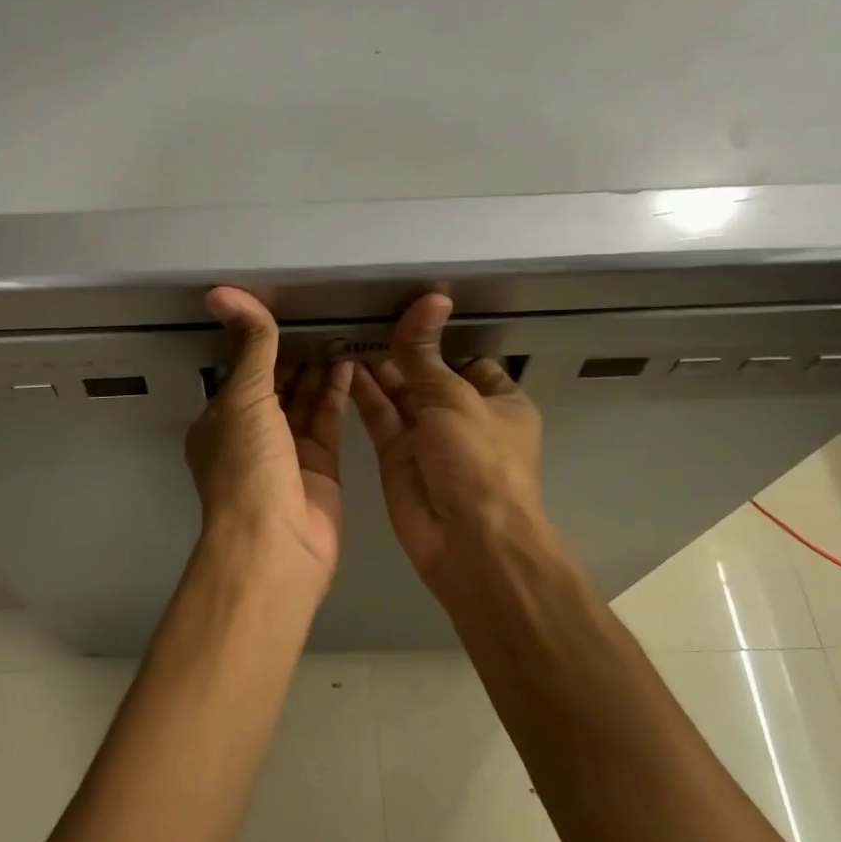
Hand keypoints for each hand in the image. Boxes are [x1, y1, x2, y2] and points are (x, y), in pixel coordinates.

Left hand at [187, 288, 352, 580]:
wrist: (275, 544)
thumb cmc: (247, 468)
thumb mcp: (243, 399)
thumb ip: (251, 348)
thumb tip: (227, 295)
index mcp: (220, 421)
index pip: (241, 372)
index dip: (260, 342)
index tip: (283, 308)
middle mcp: (252, 435)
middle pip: (276, 385)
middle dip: (294, 354)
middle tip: (321, 314)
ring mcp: (287, 452)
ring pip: (304, 401)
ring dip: (318, 368)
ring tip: (339, 329)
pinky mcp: (320, 465)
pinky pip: (328, 419)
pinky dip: (336, 391)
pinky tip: (348, 361)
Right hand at [349, 293, 547, 599]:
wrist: (467, 541)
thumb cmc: (478, 462)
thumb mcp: (455, 399)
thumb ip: (427, 355)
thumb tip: (430, 299)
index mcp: (498, 401)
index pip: (468, 358)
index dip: (439, 336)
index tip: (405, 307)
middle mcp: (463, 417)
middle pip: (429, 374)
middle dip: (402, 349)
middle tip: (362, 313)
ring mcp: (428, 437)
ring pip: (400, 394)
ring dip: (378, 367)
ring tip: (345, 330)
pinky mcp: (397, 456)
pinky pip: (379, 417)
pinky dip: (363, 394)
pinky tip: (342, 364)